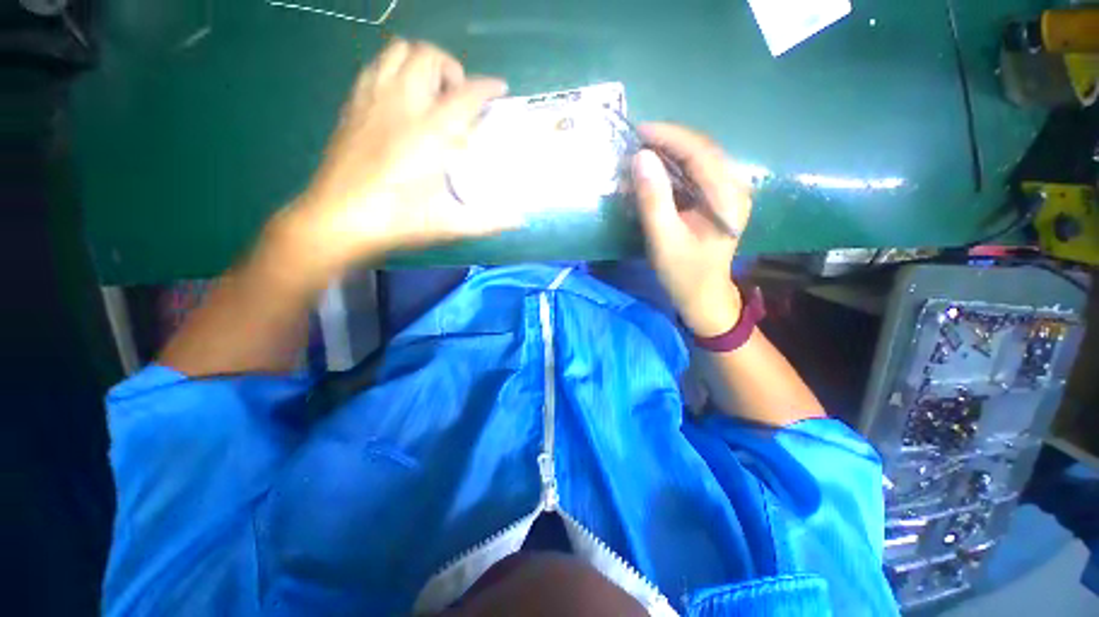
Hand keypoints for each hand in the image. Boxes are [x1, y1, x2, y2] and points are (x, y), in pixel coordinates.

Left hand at [281, 39, 516, 281]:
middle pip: (428, 56)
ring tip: (431, 93)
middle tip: (459, 98)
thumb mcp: (449, 225)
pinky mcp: (352, 107)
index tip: (499, 89)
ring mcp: (373, 102)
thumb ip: (488, 221)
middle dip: (451, 68)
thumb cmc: (396, 223)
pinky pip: (374, 68)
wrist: (336, 221)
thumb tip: (521, 220)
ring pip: (397, 52)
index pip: (466, 94)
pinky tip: (400, 99)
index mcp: (430, 135)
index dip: (487, 86)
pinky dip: (393, 71)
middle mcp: (402, 107)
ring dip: (421, 63)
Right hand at [632, 124, 752, 336]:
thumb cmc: (684, 273)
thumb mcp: (663, 240)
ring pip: (698, 160)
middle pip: (702, 150)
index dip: (669, 137)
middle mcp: (734, 187)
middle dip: (668, 142)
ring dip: (669, 154)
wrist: (703, 296)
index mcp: (727, 197)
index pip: (700, 152)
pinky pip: (695, 174)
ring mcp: (727, 193)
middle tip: (636, 141)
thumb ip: (653, 200)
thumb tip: (640, 158)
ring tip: (642, 154)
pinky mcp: (717, 200)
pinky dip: (673, 170)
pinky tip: (655, 173)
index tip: (638, 132)